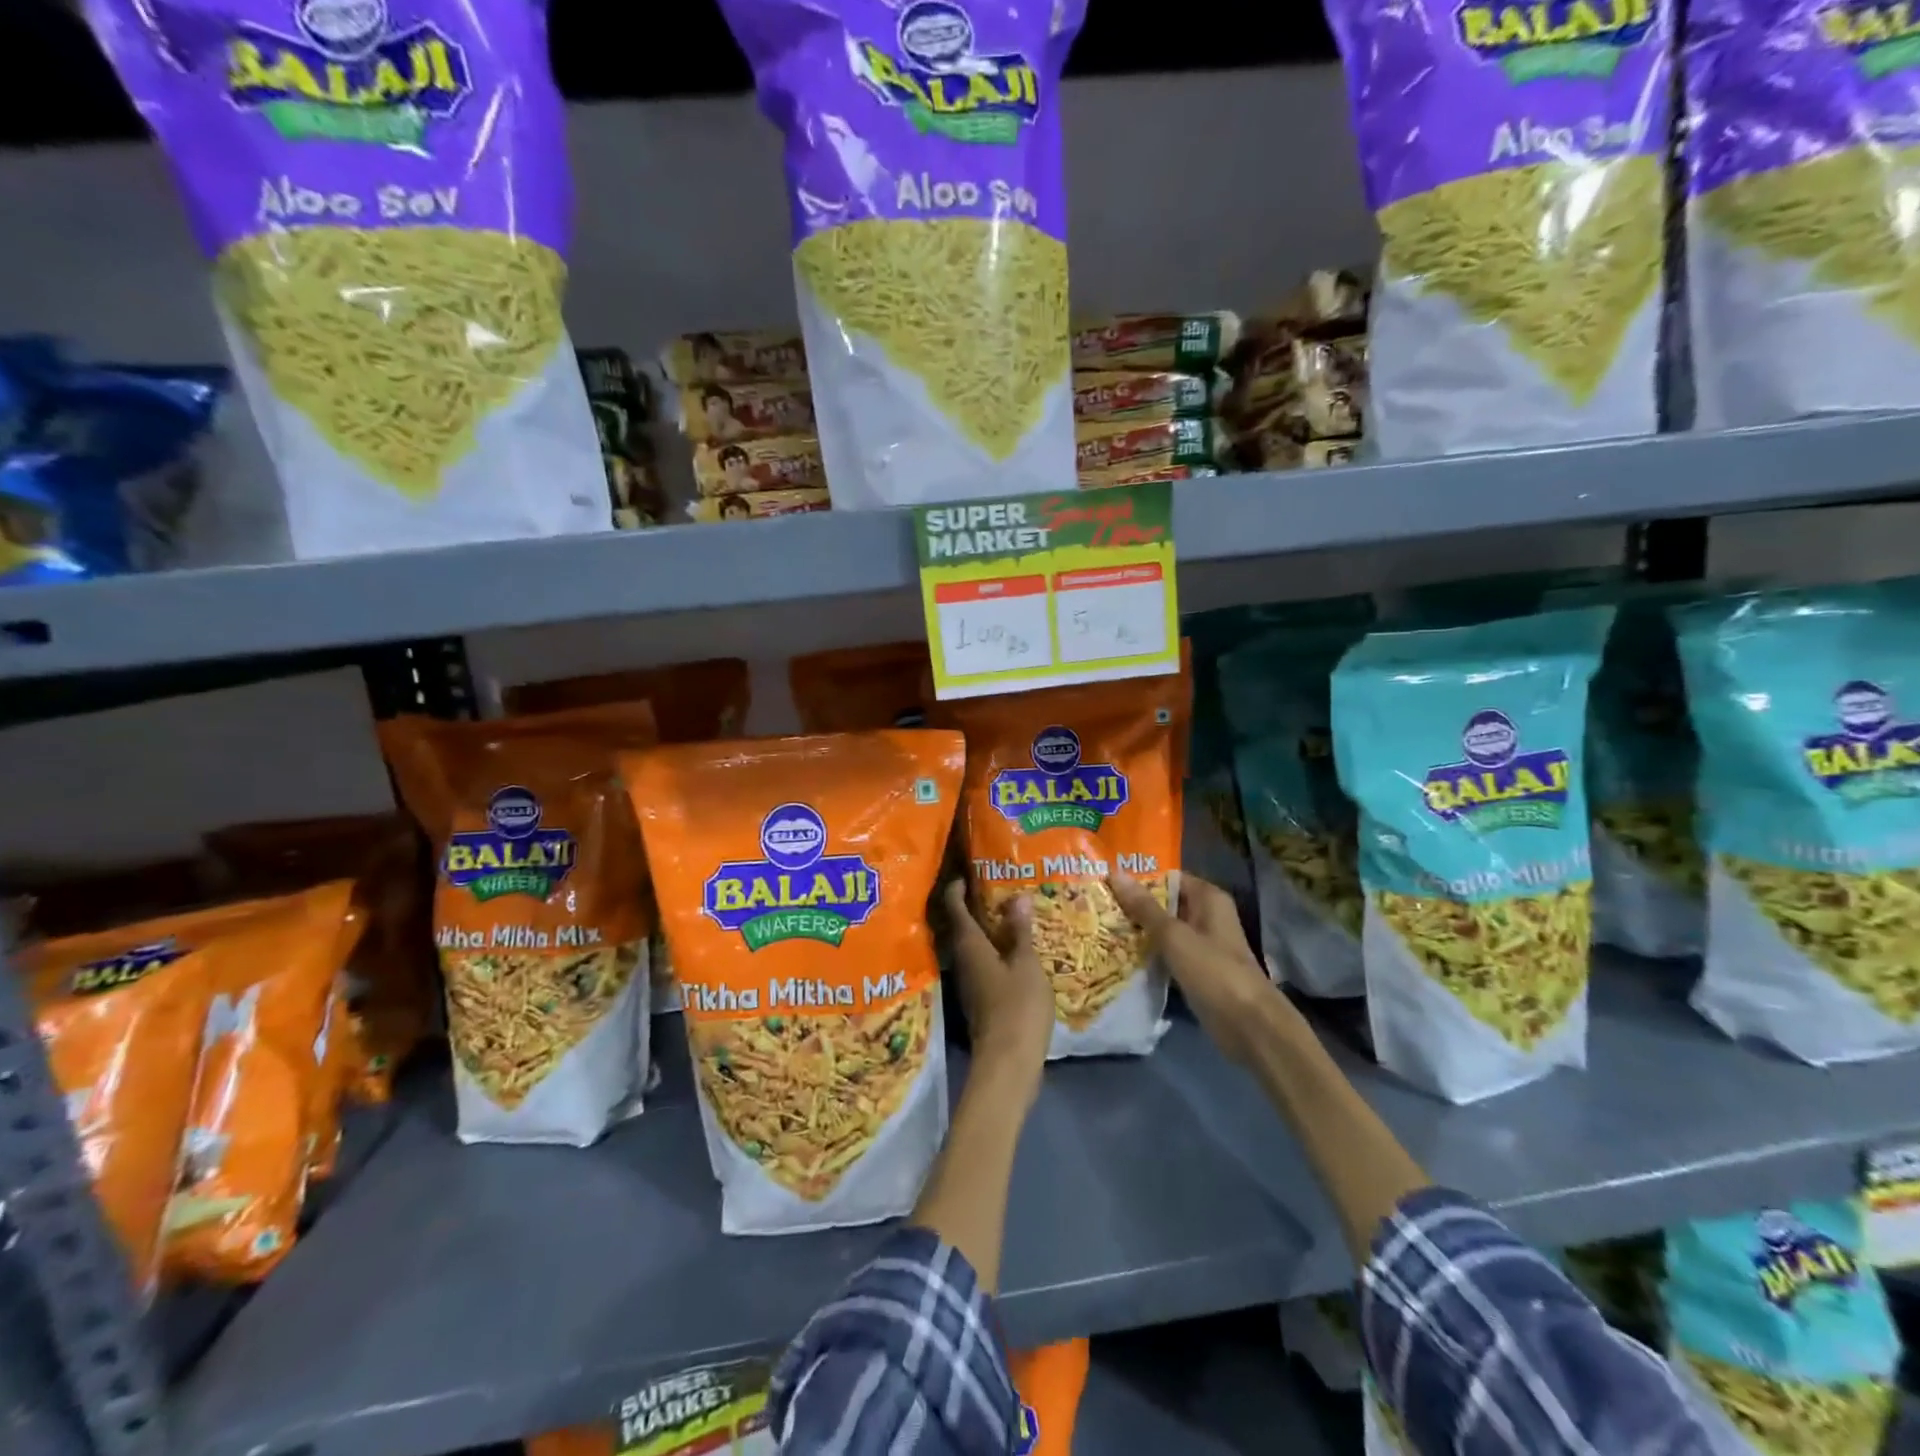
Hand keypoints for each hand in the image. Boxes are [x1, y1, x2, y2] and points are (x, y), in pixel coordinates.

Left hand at [944, 880, 1052, 1102]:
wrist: (1008, 1063)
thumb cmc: (1017, 1006)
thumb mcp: (1025, 964)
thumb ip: (1020, 931)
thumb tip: (1017, 897)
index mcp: (969, 945)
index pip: (954, 907)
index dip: (957, 887)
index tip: (968, 871)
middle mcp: (962, 960)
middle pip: (962, 925)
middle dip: (974, 905)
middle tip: (996, 886)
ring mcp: (969, 981)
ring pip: (973, 945)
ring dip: (986, 928)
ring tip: (1010, 912)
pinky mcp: (980, 998)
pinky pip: (983, 962)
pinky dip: (995, 949)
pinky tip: (1015, 948)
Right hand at [1108, 871, 1284, 1064]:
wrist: (1247, 1024)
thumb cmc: (1213, 970)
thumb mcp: (1174, 935)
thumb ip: (1144, 906)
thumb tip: (1115, 872)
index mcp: (1208, 898)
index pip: (1168, 877)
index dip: (1138, 878)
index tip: (1105, 880)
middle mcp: (1206, 915)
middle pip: (1164, 903)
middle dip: (1133, 904)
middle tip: (1096, 903)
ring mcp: (1201, 944)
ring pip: (1163, 929)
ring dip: (1137, 929)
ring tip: (1099, 925)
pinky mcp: (1195, 969)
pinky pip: (1167, 952)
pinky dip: (1147, 952)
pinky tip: (1118, 953)